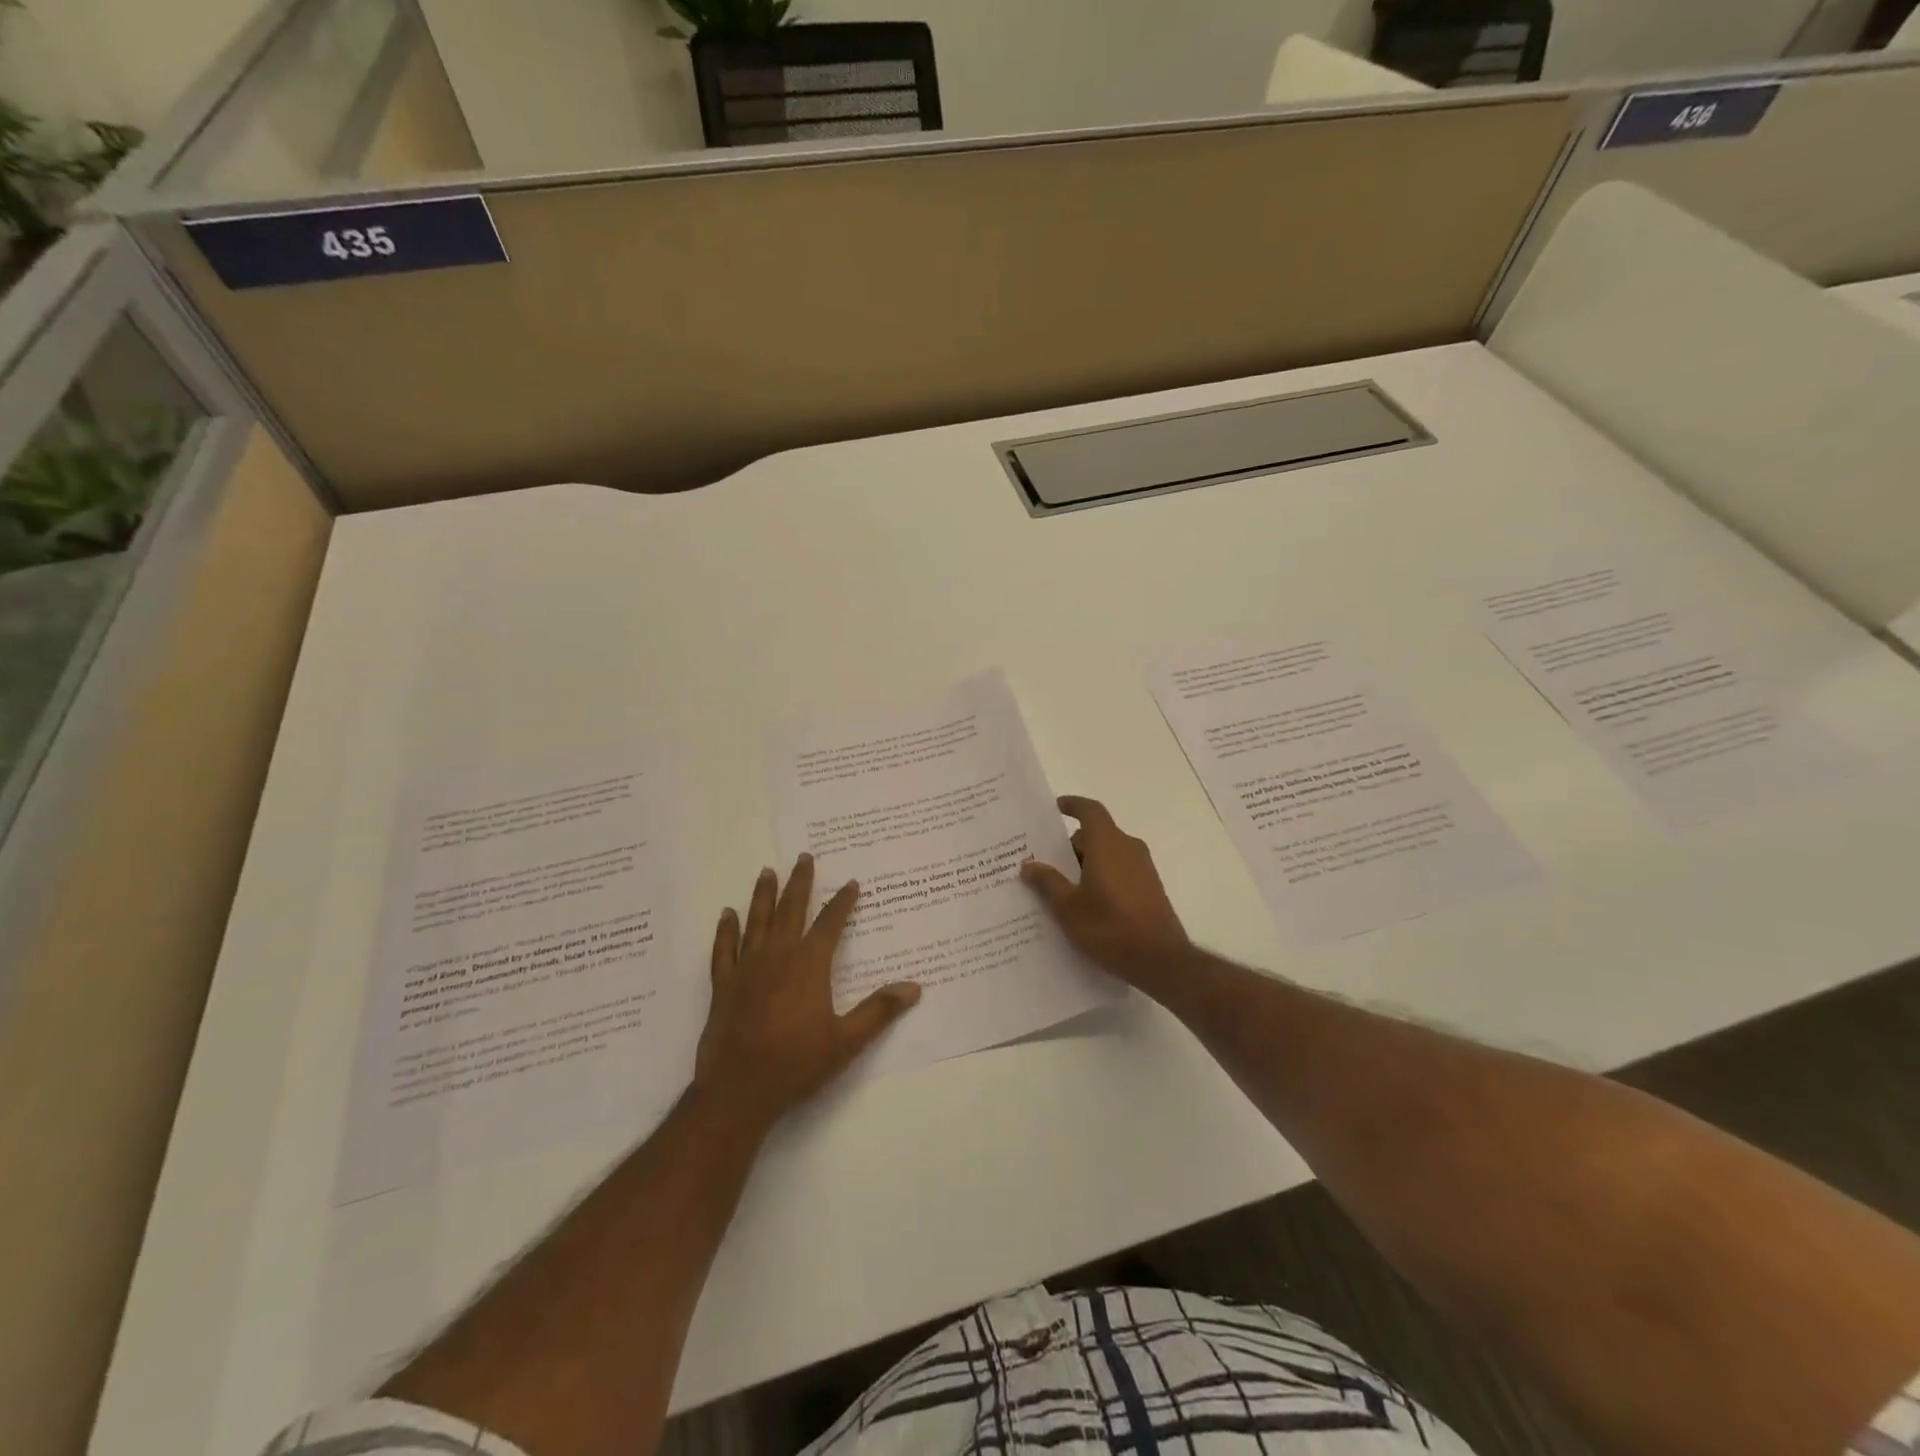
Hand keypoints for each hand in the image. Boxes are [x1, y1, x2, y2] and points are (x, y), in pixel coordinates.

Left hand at [695, 854, 920, 1133]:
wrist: (739, 1090)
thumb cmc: (796, 1064)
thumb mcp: (846, 1041)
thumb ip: (879, 1011)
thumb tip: (914, 987)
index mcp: (809, 964)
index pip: (830, 923)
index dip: (843, 901)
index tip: (852, 883)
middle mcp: (778, 956)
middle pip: (791, 910)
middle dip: (799, 882)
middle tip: (803, 857)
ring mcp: (747, 968)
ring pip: (756, 921)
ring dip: (763, 895)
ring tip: (767, 871)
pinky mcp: (724, 985)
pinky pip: (724, 949)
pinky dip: (726, 930)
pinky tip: (727, 914)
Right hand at [1021, 796, 1188, 986]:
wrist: (1160, 960)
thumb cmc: (1109, 927)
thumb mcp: (1068, 907)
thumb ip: (1048, 882)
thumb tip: (1029, 864)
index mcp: (1107, 843)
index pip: (1090, 810)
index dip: (1072, 805)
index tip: (1054, 807)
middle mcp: (1128, 848)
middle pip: (1095, 834)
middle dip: (1069, 846)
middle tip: (1043, 862)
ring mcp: (1142, 868)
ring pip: (1107, 854)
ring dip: (1084, 864)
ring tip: (1059, 887)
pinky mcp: (1149, 888)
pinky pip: (1119, 870)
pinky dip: (1100, 876)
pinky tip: (1084, 903)